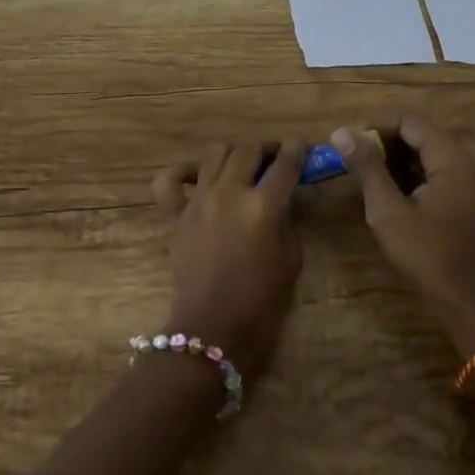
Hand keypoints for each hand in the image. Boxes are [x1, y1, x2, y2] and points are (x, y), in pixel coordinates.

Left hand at [152, 141, 307, 375]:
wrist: (211, 328)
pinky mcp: (176, 214)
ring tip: (243, 166)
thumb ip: (293, 219)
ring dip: (234, 153)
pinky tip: (199, 178)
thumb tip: (300, 192)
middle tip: (276, 159)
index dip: (298, 149)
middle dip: (267, 148)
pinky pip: (170, 180)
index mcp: (262, 205)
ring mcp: (198, 200)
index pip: (286, 163)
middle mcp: (229, 192)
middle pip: (248, 149)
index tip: (304, 146)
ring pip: (215, 153)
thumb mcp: (291, 259)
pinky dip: (183, 172)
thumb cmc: (260, 300)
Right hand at [332, 116, 474, 352]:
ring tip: (360, 175)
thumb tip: (341, 131)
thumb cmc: (427, 254)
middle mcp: (462, 162)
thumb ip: (367, 167)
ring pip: (423, 155)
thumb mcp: (388, 210)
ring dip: (392, 160)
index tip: (346, 142)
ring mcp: (464, 182)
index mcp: (450, 158)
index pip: (409, 121)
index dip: (375, 125)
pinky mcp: (460, 201)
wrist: (467, 301)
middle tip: (349, 159)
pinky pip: (430, 174)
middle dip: (381, 142)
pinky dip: (405, 176)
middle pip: (418, 134)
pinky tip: (383, 193)